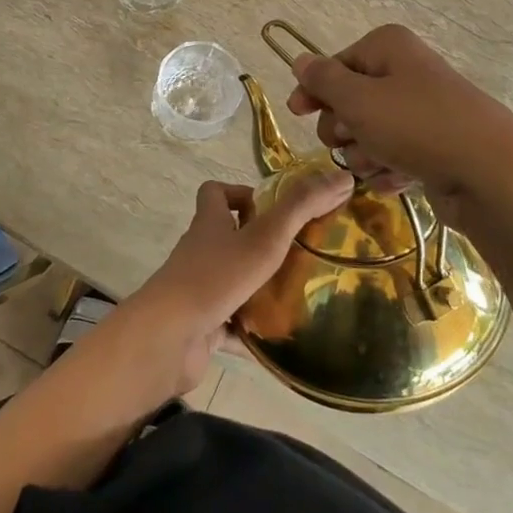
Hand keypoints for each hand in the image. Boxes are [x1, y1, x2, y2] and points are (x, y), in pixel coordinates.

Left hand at [115, 171, 350, 395]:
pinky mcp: (201, 324)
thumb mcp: (266, 236)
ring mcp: (199, 289)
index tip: (274, 209)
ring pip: (231, 280)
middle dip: (260, 243)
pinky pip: (230, 322)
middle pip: (226, 236)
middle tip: (299, 253)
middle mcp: (201, 251)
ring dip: (259, 286)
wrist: (170, 336)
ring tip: (298, 292)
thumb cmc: (217, 276)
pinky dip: (251, 328)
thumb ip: (302, 206)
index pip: (215, 193)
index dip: (241, 194)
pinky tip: (279, 336)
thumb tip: (342, 175)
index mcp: (210, 223)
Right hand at [284, 23, 512, 202]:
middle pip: (350, 100)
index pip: (334, 64)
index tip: (298, 114)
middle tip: (349, 141)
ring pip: (370, 132)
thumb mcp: (358, 100)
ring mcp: (423, 110)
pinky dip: (389, 169)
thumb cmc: (416, 126)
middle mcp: (405, 72)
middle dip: (342, 127)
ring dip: (364, 153)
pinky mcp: (436, 146)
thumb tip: (300, 59)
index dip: (313, 90)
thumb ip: (323, 80)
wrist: (491, 174)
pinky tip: (395, 180)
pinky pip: (395, 155)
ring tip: (378, 164)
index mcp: (387, 48)